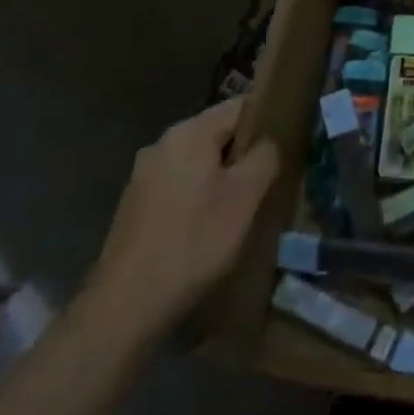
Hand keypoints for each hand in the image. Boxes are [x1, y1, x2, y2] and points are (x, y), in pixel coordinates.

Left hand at [82, 98, 279, 347]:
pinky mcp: (135, 206)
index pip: (240, 106)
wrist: (124, 308)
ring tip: (244, 204)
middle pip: (218, 133)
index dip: (269, 119)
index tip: (289, 141)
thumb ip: (265, 156)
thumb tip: (269, 141)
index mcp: (189, 133)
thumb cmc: (194, 243)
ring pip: (199, 161)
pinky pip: (179, 184)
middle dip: (245, 152)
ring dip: (222, 176)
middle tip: (270, 178)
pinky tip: (209, 225)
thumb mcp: (245, 197)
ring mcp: (144, 175)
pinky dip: (199, 195)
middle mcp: (162, 144)